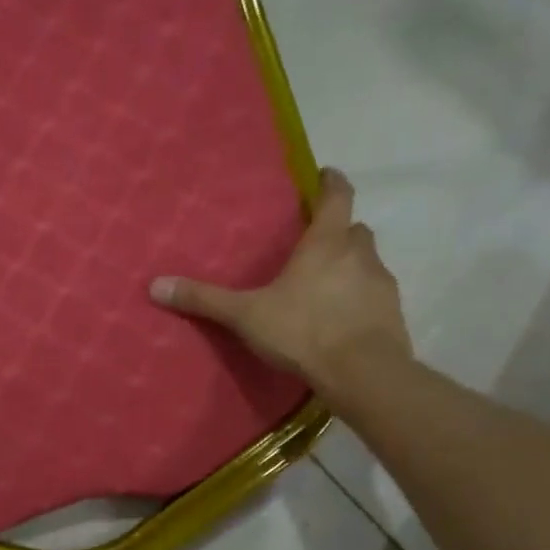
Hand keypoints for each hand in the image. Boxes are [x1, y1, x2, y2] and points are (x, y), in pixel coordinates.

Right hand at [149, 167, 410, 391]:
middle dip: (339, 231)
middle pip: (355, 230)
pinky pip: (376, 294)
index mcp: (326, 244)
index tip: (325, 175)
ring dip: (351, 266)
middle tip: (316, 243)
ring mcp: (382, 284)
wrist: (363, 374)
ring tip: (325, 285)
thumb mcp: (246, 315)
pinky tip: (342, 318)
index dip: (332, 182)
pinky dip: (361, 297)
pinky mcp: (393, 314)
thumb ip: (205, 300)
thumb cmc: (304, 331)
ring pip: (368, 262)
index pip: (338, 196)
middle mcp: (360, 255)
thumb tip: (155, 285)